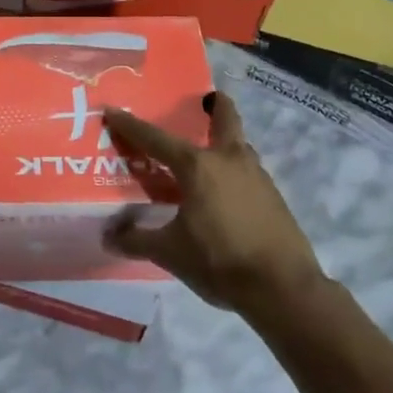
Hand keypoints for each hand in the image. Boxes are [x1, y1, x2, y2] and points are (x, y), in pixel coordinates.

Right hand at [104, 91, 327, 318]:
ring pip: (239, 146)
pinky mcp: (274, 197)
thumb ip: (137, 240)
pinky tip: (224, 193)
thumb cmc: (220, 261)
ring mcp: (257, 176)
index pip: (156, 139)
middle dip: (215, 106)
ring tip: (205, 157)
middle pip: (225, 118)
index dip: (131, 125)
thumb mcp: (170, 252)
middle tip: (202, 103)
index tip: (112, 109)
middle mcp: (229, 160)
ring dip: (224, 142)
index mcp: (198, 166)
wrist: (283, 289)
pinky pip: (248, 172)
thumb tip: (108, 235)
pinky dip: (233, 172)